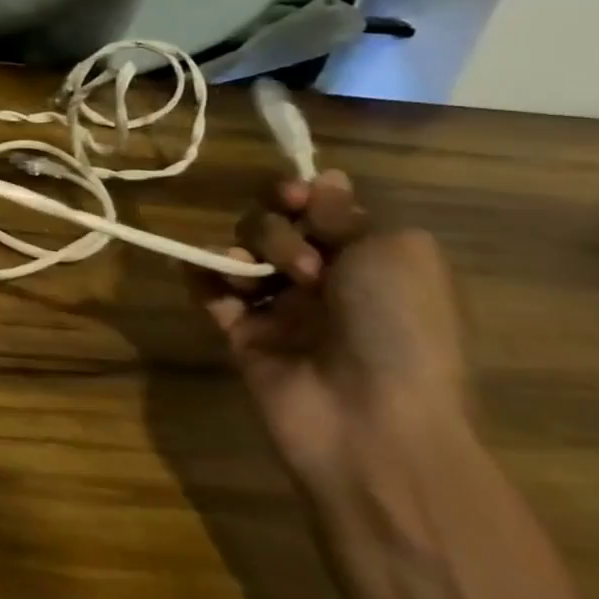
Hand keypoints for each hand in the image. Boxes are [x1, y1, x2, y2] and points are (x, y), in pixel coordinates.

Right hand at [190, 170, 469, 498]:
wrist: (370, 418)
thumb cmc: (398, 329)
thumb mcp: (397, 252)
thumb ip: (348, 212)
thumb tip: (323, 180)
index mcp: (370, 260)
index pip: (319, 208)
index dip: (302, 194)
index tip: (297, 196)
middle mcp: (324, 278)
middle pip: (274, 224)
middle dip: (276, 229)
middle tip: (304, 267)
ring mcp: (278, 306)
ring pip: (239, 250)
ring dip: (243, 251)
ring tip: (257, 283)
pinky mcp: (239, 331)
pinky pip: (207, 287)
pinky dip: (200, 271)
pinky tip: (209, 272)